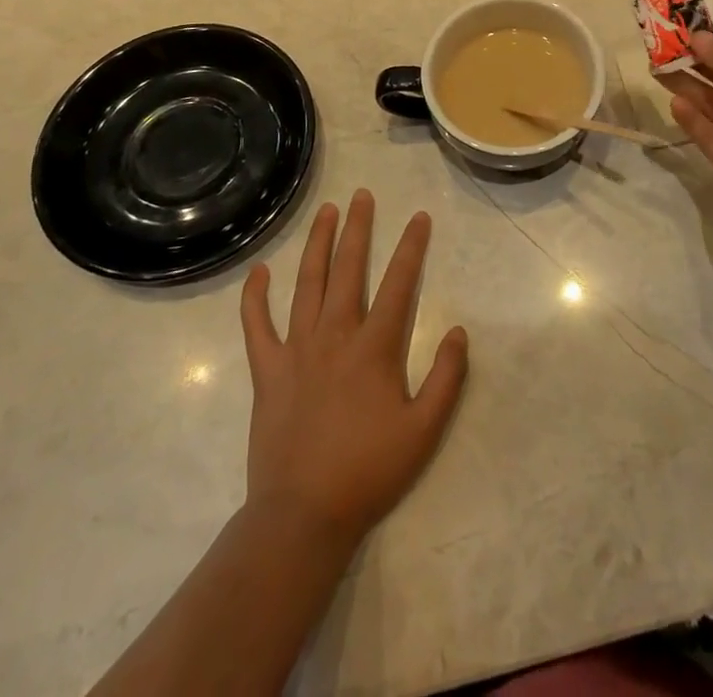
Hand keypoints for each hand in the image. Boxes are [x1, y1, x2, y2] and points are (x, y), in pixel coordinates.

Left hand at [240, 190, 469, 549]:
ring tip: (326, 212)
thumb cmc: (368, 471)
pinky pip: (257, 325)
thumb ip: (447, 377)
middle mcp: (335, 335)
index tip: (419, 217)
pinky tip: (259, 271)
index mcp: (375, 347)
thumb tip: (457, 330)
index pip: (400, 282)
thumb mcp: (425, 430)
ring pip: (307, 283)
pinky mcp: (267, 370)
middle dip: (358, 228)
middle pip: (349, 269)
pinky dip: (255, 297)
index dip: (411, 246)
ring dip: (317, 244)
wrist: (303, 515)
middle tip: (362, 195)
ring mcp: (297, 349)